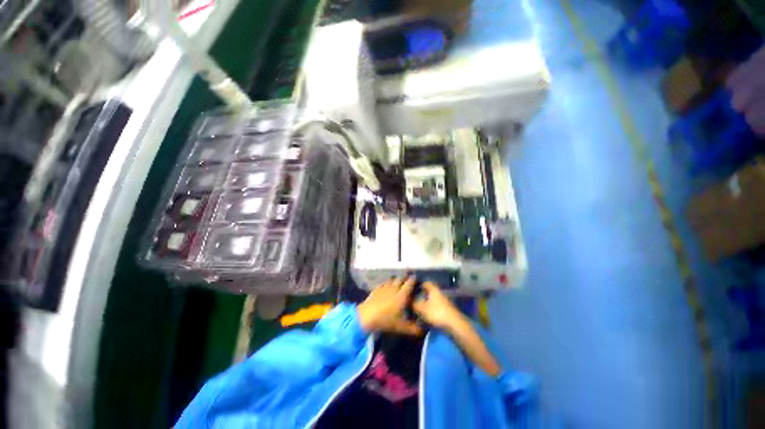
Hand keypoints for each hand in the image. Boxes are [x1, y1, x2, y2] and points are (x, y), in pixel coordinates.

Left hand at [357, 277, 421, 335]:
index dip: (413, 280)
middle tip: (408, 280)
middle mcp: (394, 289)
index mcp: (402, 296)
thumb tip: (423, 331)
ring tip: (398, 282)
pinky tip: (386, 286)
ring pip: (392, 280)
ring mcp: (384, 287)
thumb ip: (412, 328)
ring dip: (396, 280)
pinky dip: (387, 283)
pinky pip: (384, 283)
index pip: (409, 284)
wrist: (367, 316)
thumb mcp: (400, 327)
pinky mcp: (377, 288)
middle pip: (400, 279)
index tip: (416, 278)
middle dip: (405, 278)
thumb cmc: (385, 320)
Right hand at [413, 282, 464, 330]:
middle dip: (421, 294)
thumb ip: (414, 303)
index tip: (411, 288)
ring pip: (433, 299)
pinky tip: (426, 314)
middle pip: (429, 290)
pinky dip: (431, 308)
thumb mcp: (422, 309)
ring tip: (418, 307)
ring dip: (426, 302)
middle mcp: (440, 292)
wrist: (455, 325)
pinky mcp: (447, 310)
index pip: (425, 282)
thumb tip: (408, 300)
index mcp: (433, 289)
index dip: (418, 284)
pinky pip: (436, 306)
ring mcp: (445, 301)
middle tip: (413, 298)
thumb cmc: (437, 314)